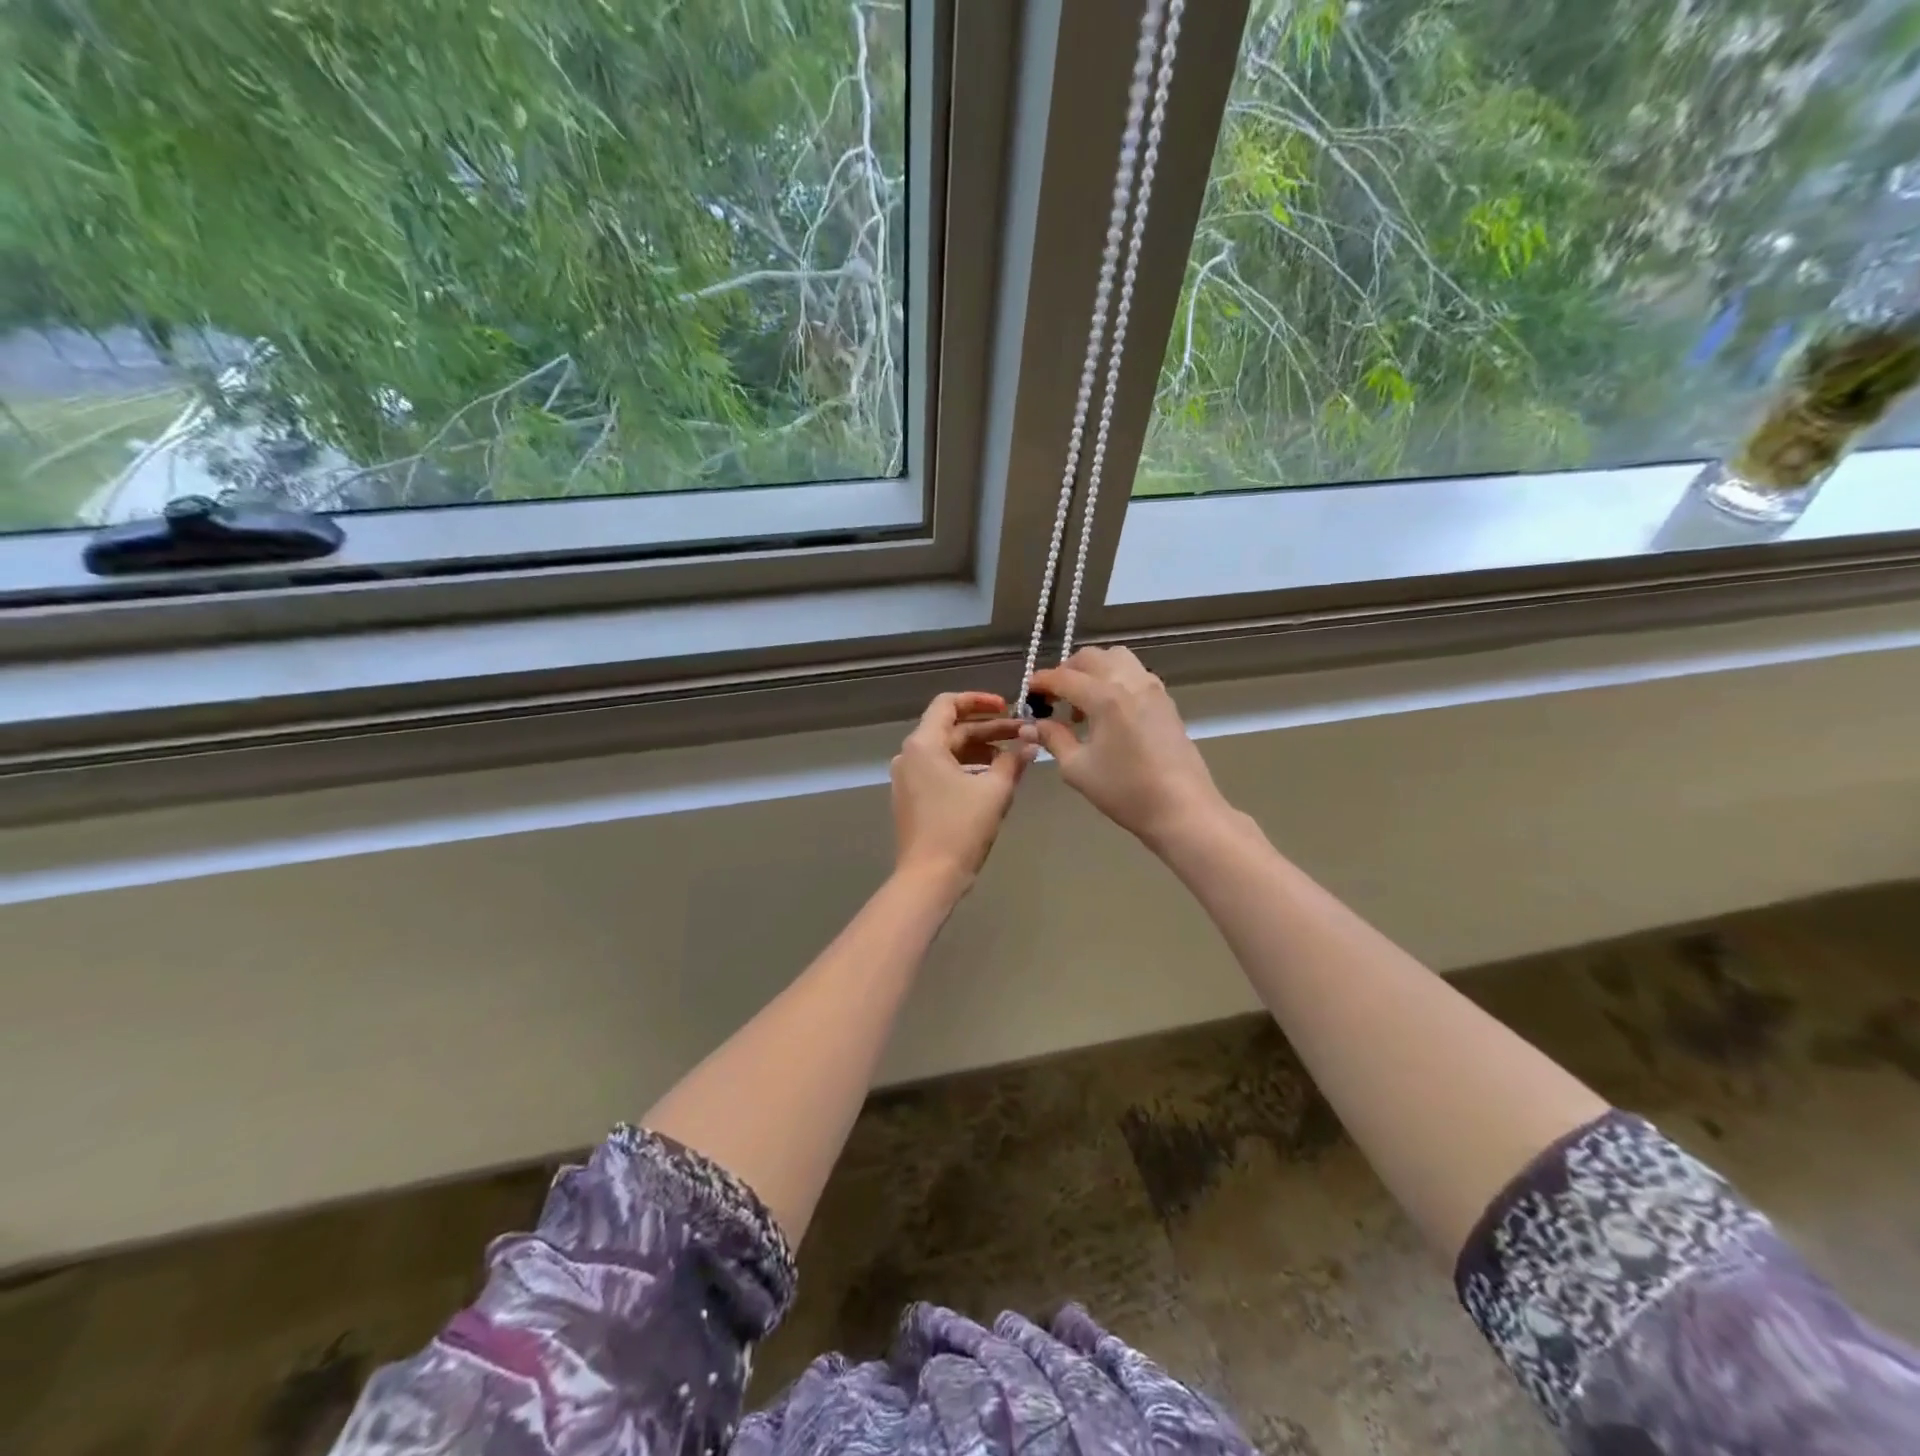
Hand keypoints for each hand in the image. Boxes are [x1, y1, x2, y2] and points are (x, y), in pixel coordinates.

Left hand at [890, 691, 1034, 890]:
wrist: (929, 877)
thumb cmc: (961, 828)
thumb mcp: (995, 790)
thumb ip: (1014, 760)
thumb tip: (1031, 740)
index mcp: (924, 744)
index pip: (949, 703)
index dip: (980, 700)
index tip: (1008, 707)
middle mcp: (910, 755)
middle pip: (951, 729)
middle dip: (989, 730)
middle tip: (1023, 733)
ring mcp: (907, 778)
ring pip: (947, 751)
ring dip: (980, 750)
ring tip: (1013, 758)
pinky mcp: (912, 798)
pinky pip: (940, 771)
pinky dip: (966, 768)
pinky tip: (993, 779)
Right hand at [1028, 647, 1230, 850]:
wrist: (1182, 809)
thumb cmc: (1125, 791)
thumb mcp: (1077, 768)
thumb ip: (1053, 739)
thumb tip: (1032, 725)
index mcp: (1105, 697)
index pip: (1064, 677)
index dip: (1041, 681)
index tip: (1028, 692)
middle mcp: (1130, 682)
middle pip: (1091, 657)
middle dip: (1066, 671)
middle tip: (1053, 697)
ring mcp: (1153, 688)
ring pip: (1117, 658)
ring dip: (1093, 671)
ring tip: (1083, 703)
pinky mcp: (1166, 701)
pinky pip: (1135, 674)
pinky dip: (1115, 680)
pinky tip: (1108, 712)